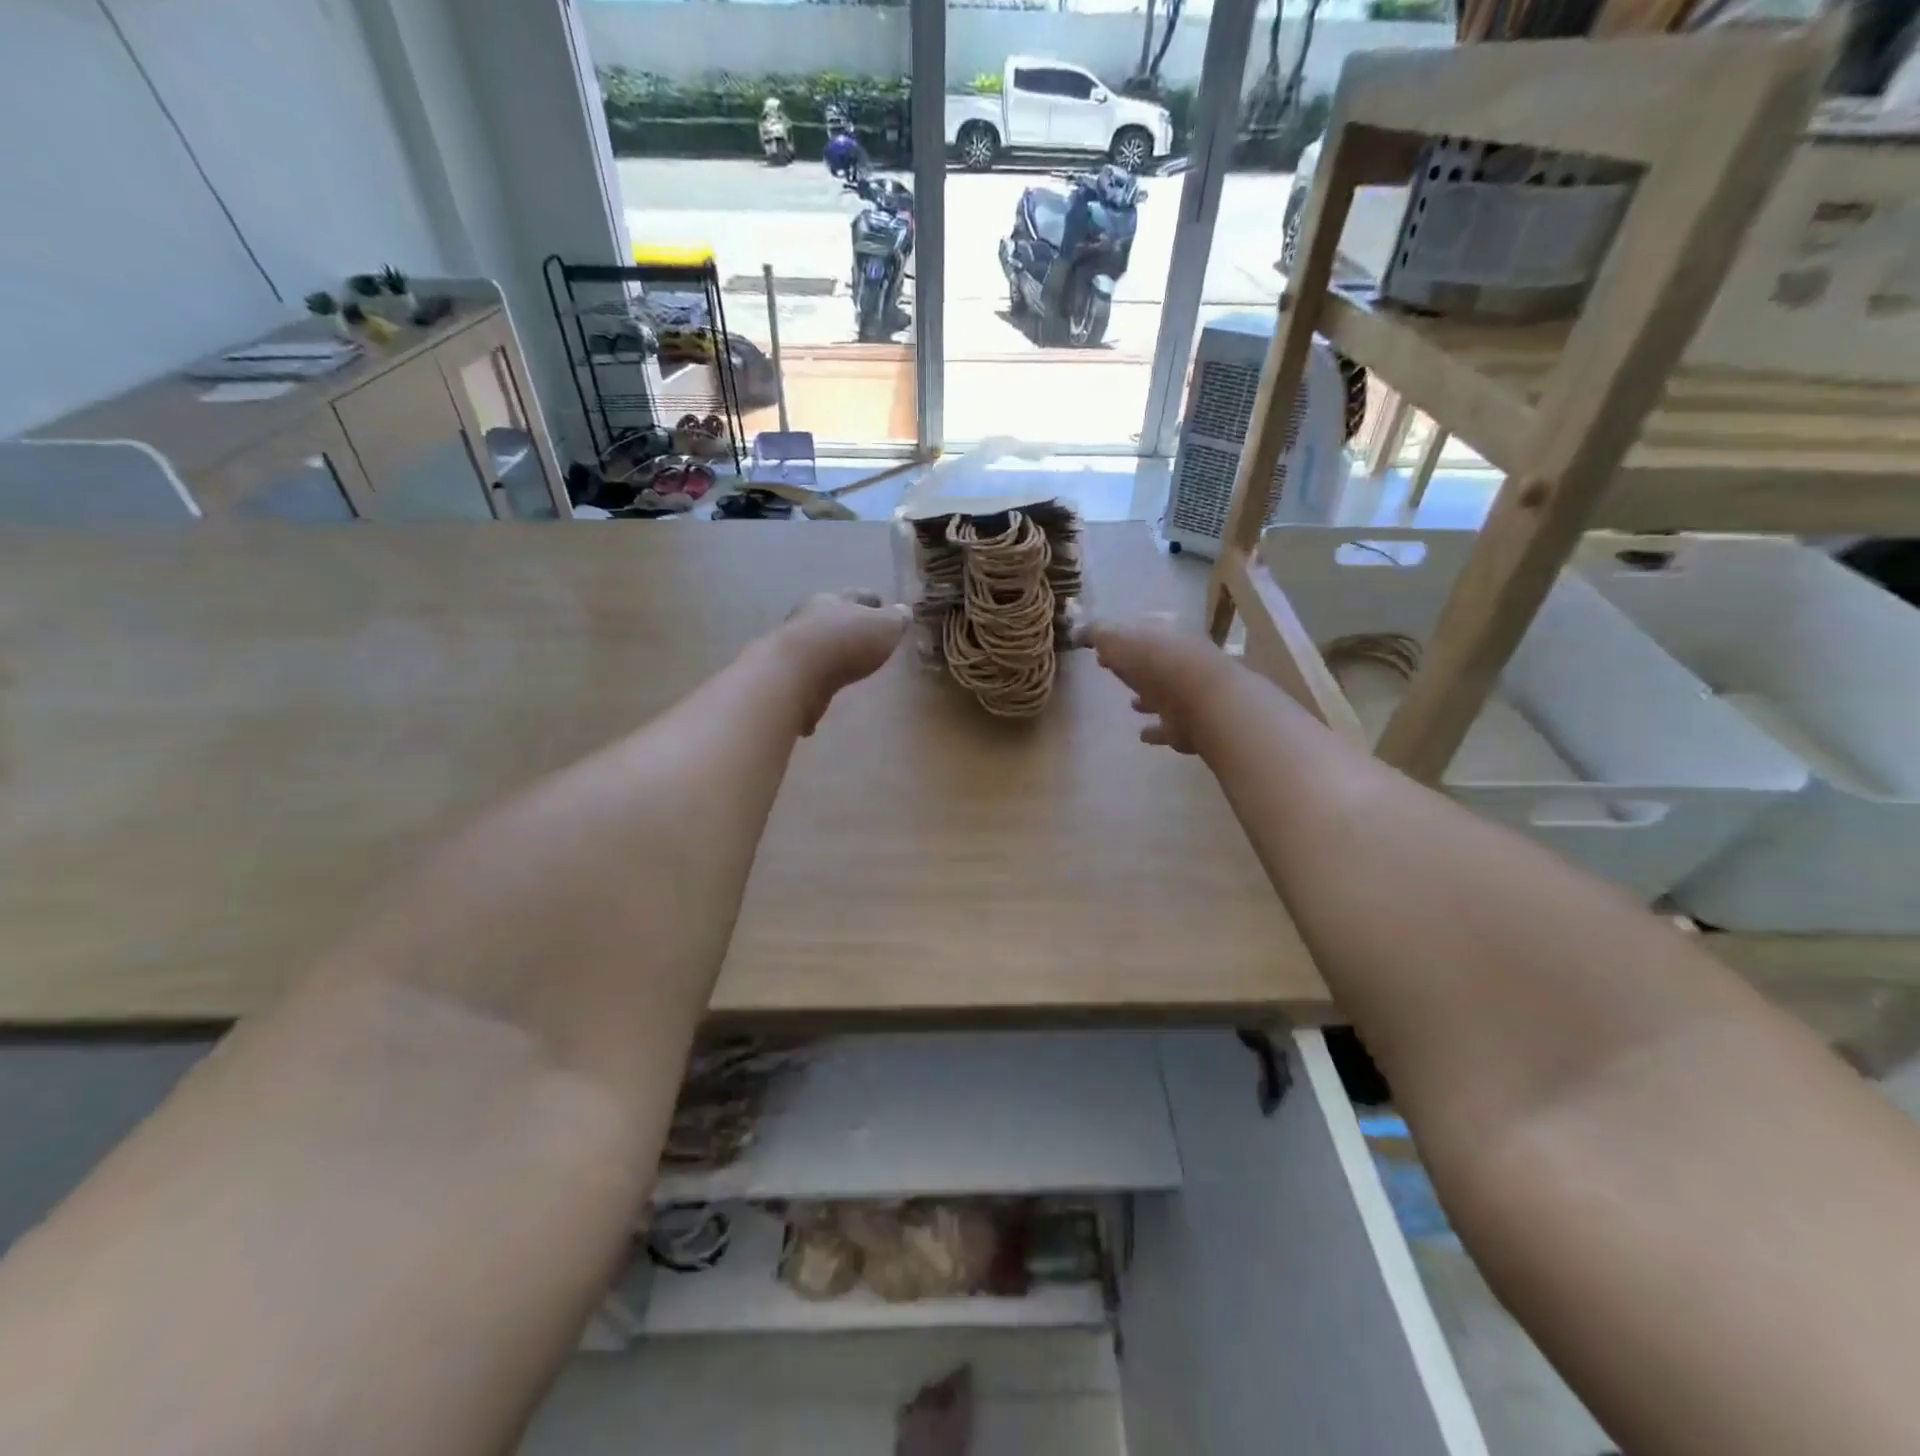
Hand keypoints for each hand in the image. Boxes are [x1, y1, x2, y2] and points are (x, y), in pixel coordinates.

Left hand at [775, 590, 911, 733]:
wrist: (794, 676)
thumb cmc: (845, 644)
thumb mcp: (884, 626)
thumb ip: (896, 619)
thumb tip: (903, 612)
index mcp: (834, 600)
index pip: (858, 596)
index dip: (875, 602)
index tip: (886, 610)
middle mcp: (808, 619)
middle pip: (832, 618)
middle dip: (848, 626)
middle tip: (865, 639)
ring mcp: (792, 648)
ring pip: (816, 647)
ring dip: (829, 655)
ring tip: (846, 668)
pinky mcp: (784, 678)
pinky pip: (806, 679)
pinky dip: (815, 685)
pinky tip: (823, 698)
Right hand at [1083, 616, 1236, 754]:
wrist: (1203, 701)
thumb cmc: (1156, 662)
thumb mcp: (1116, 637)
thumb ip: (1096, 632)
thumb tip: (1078, 632)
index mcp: (1166, 631)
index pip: (1141, 628)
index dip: (1120, 636)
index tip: (1099, 649)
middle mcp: (1183, 657)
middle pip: (1154, 659)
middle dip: (1136, 664)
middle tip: (1112, 671)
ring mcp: (1192, 691)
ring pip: (1166, 692)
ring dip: (1149, 697)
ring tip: (1132, 704)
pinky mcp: (1195, 724)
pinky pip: (1171, 725)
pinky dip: (1158, 729)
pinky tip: (1144, 735)